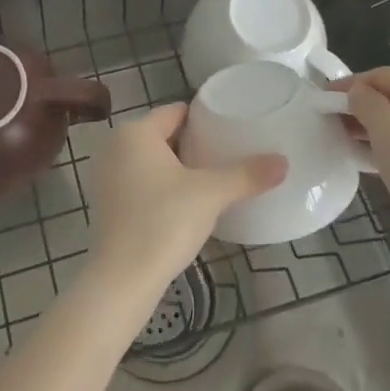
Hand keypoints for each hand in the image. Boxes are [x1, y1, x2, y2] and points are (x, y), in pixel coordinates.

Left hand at [83, 104, 285, 293]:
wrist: (123, 279)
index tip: (230, 128)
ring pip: (150, 160)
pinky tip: (184, 202)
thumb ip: (247, 175)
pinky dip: (160, 185)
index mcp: (135, 132)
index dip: (203, 118)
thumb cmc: (164, 221)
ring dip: (177, 166)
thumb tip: (283, 162)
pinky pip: (139, 181)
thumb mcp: (211, 194)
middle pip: (162, 134)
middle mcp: (115, 146)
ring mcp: (106, 176)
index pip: (175, 112)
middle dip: (192, 144)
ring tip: (211, 177)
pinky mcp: (107, 203)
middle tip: (226, 154)